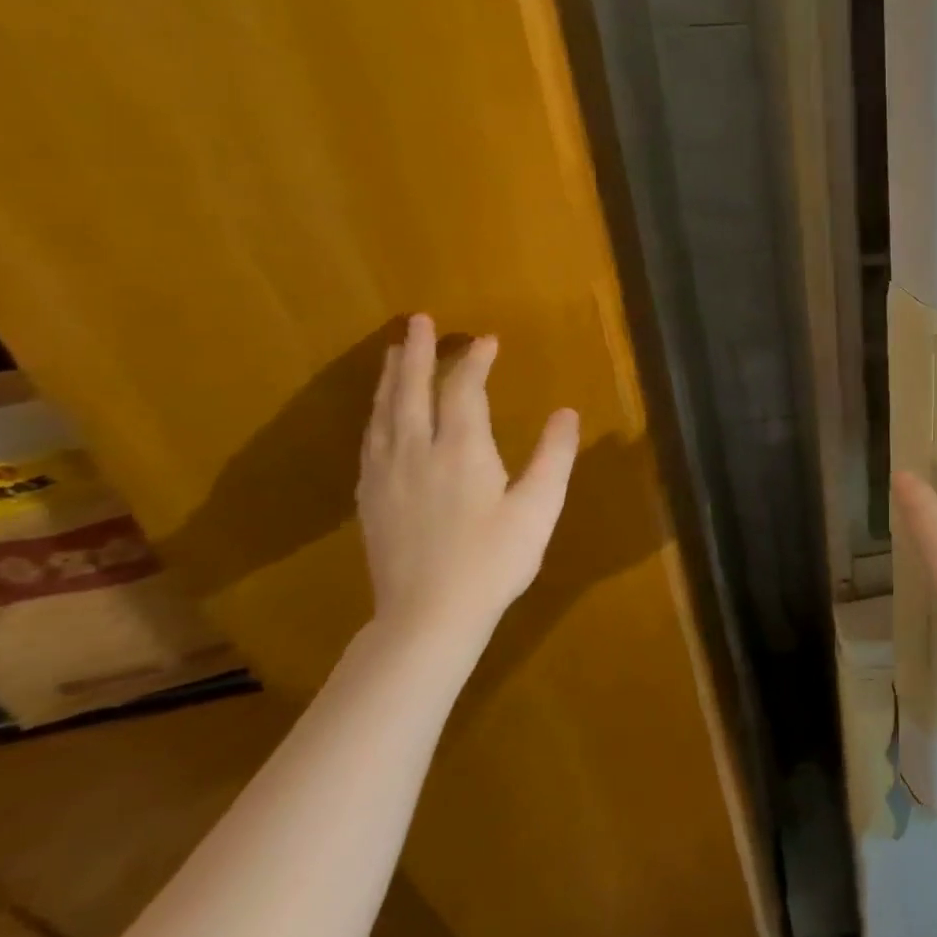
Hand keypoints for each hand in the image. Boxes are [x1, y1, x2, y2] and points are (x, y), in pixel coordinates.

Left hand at [357, 314, 579, 639]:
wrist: (427, 617)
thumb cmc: (494, 560)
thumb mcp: (539, 508)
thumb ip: (554, 456)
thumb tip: (566, 412)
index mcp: (461, 450)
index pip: (464, 391)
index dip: (475, 362)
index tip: (487, 339)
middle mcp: (417, 452)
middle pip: (412, 391)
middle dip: (418, 353)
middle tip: (418, 320)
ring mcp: (386, 475)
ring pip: (384, 413)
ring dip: (392, 378)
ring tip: (396, 352)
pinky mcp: (370, 498)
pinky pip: (370, 440)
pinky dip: (376, 413)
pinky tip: (379, 413)